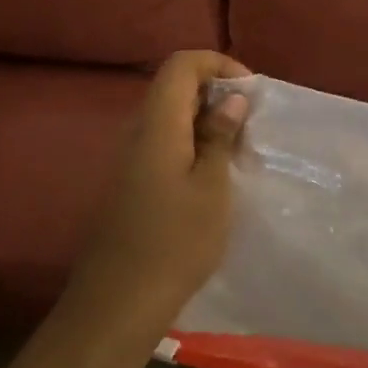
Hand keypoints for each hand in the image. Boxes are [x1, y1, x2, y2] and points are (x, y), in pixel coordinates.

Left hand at [72, 51, 250, 331]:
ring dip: (205, 120)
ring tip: (237, 149)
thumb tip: (232, 99)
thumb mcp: (212, 187)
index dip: (218, 64)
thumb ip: (220, 136)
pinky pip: (161, 142)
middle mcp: (137, 130)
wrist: (117, 303)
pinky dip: (190, 143)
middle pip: (174, 86)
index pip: (181, 64)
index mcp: (157, 123)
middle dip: (216, 92)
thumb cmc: (174, 242)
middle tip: (250, 122)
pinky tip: (211, 175)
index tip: (250, 92)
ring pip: (169, 116)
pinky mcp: (128, 181)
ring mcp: (128, 157)